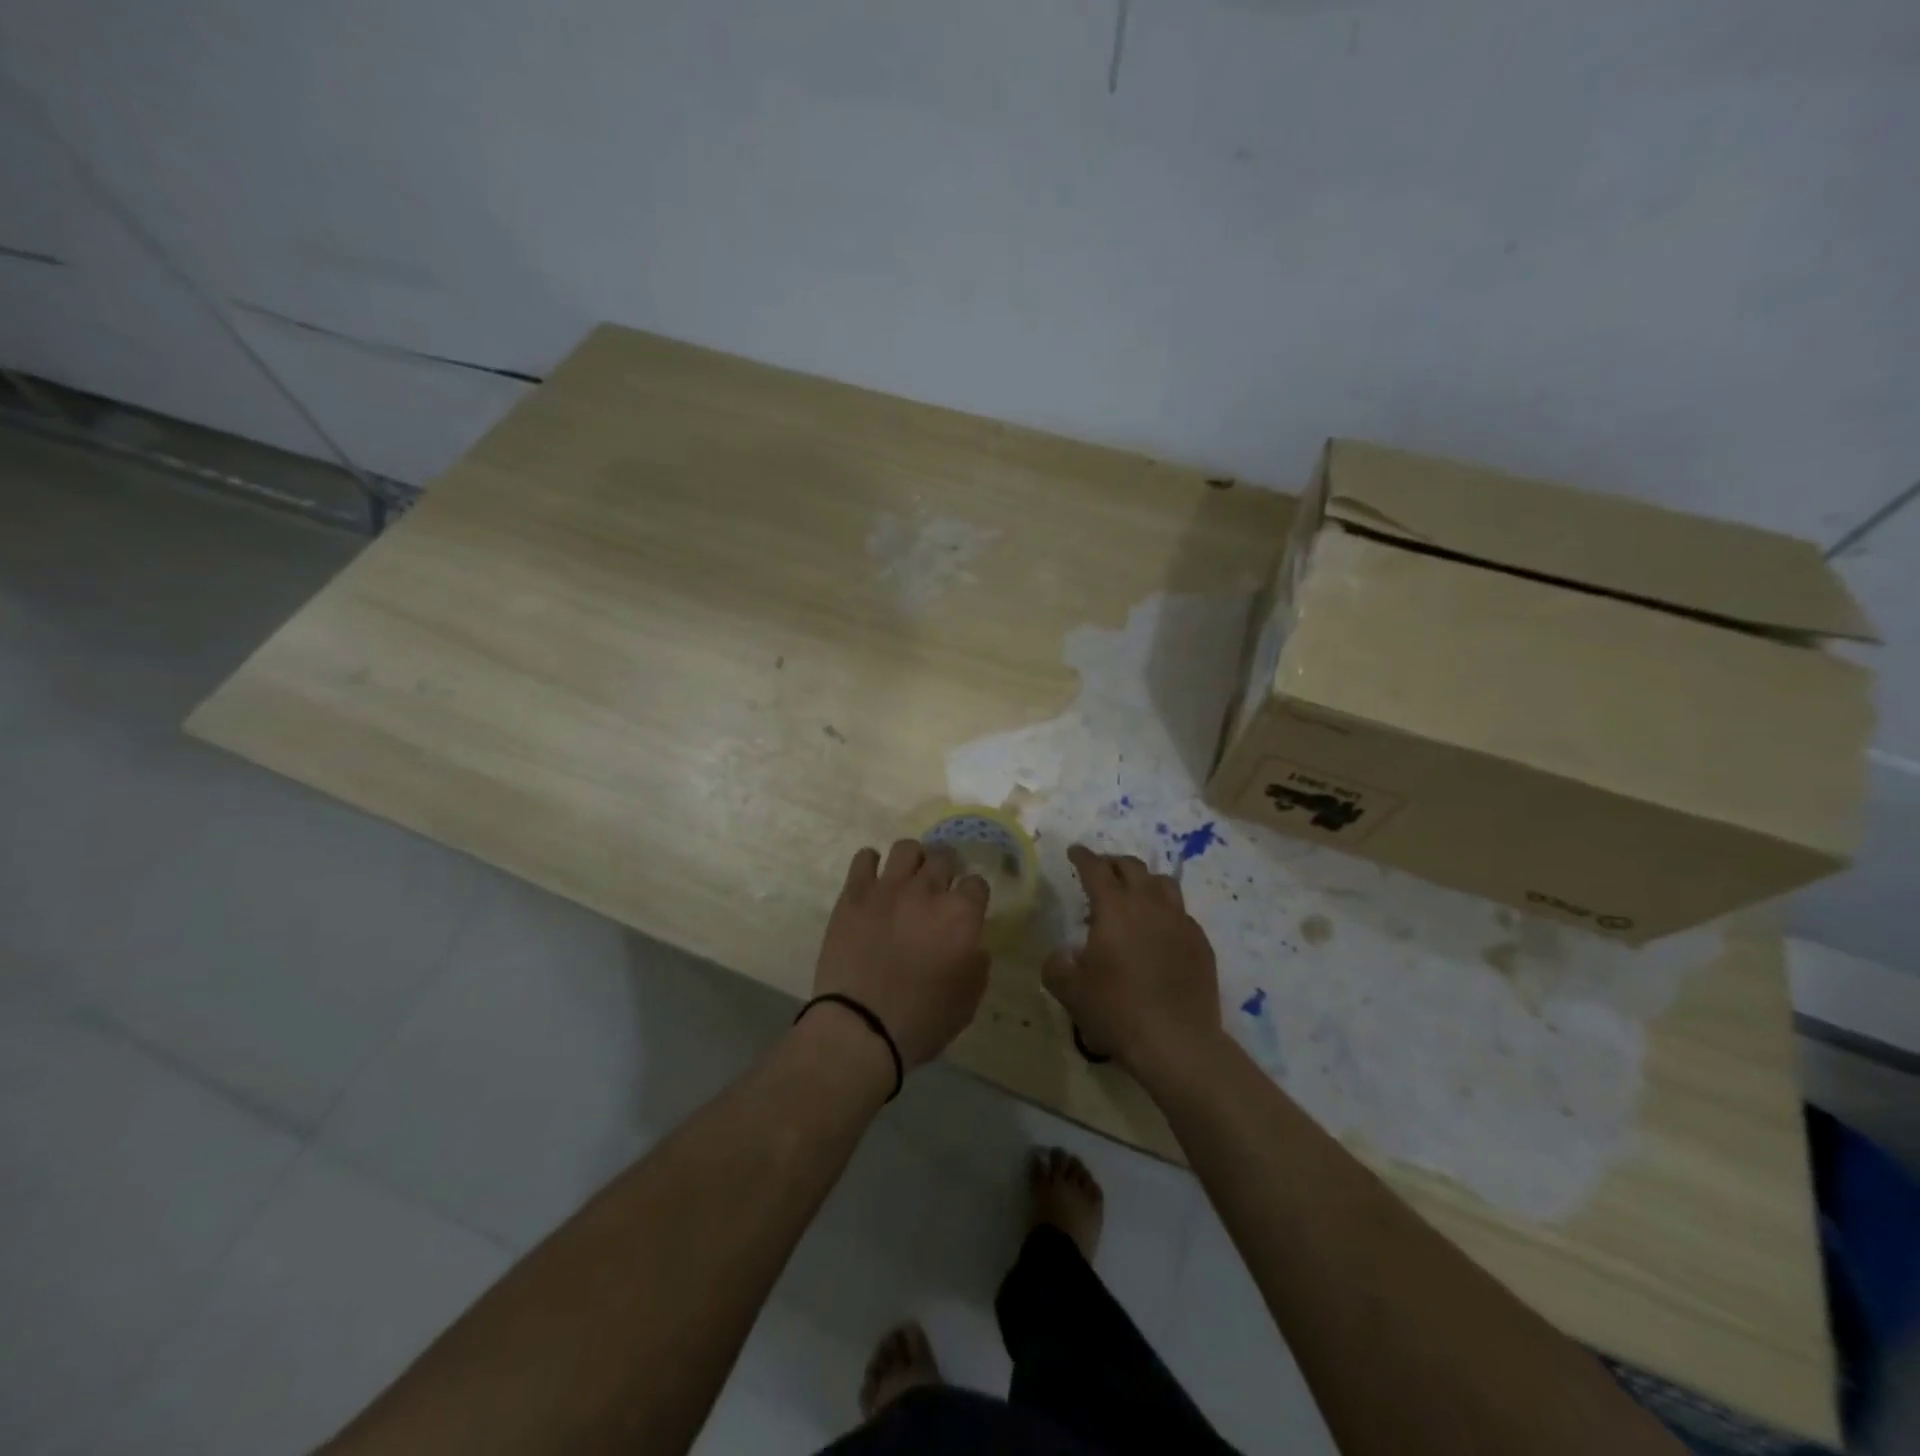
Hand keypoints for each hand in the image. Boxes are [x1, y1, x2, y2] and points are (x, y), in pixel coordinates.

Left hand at [812, 839, 990, 1071]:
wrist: (861, 1027)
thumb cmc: (922, 1020)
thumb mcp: (969, 998)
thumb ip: (976, 961)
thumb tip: (970, 942)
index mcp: (960, 915)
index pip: (977, 883)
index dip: (974, 894)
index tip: (968, 906)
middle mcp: (927, 891)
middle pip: (943, 856)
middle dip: (947, 868)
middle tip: (940, 886)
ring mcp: (887, 888)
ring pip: (906, 848)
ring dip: (913, 860)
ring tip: (908, 877)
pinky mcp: (854, 894)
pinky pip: (864, 858)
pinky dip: (871, 863)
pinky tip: (873, 879)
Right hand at [1044, 844, 1222, 1077]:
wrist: (1176, 1042)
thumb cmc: (1117, 1011)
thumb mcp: (1070, 991)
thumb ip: (1057, 966)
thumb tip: (1061, 955)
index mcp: (1114, 908)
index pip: (1096, 868)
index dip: (1083, 857)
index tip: (1074, 851)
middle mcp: (1149, 904)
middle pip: (1132, 867)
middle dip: (1113, 863)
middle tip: (1102, 871)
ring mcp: (1180, 921)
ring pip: (1163, 883)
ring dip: (1144, 881)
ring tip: (1134, 893)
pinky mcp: (1200, 942)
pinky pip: (1181, 913)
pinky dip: (1165, 911)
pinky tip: (1159, 930)